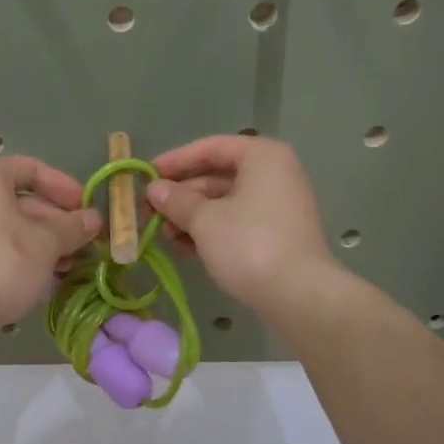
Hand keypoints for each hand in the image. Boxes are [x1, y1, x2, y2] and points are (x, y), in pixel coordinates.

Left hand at [0, 156, 101, 334]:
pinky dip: (20, 255)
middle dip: (56, 221)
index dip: (63, 186)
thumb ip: (72, 227)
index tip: (85, 207)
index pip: (30, 168)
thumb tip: (93, 220)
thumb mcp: (47, 243)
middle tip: (83, 241)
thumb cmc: (4, 263)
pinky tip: (43, 277)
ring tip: (68, 265)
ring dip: (42, 242)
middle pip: (20, 200)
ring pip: (8, 226)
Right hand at [145, 135, 336, 311]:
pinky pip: (235, 223)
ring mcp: (276, 206)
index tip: (145, 176)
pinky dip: (209, 232)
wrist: (298, 295)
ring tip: (164, 236)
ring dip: (190, 217)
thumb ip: (176, 200)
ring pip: (223, 203)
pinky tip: (185, 249)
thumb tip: (154, 190)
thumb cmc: (249, 245)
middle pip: (216, 177)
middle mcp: (273, 174)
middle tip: (148, 212)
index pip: (210, 148)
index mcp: (261, 157)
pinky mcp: (275, 235)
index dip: (175, 161)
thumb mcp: (204, 220)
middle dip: (180, 196)